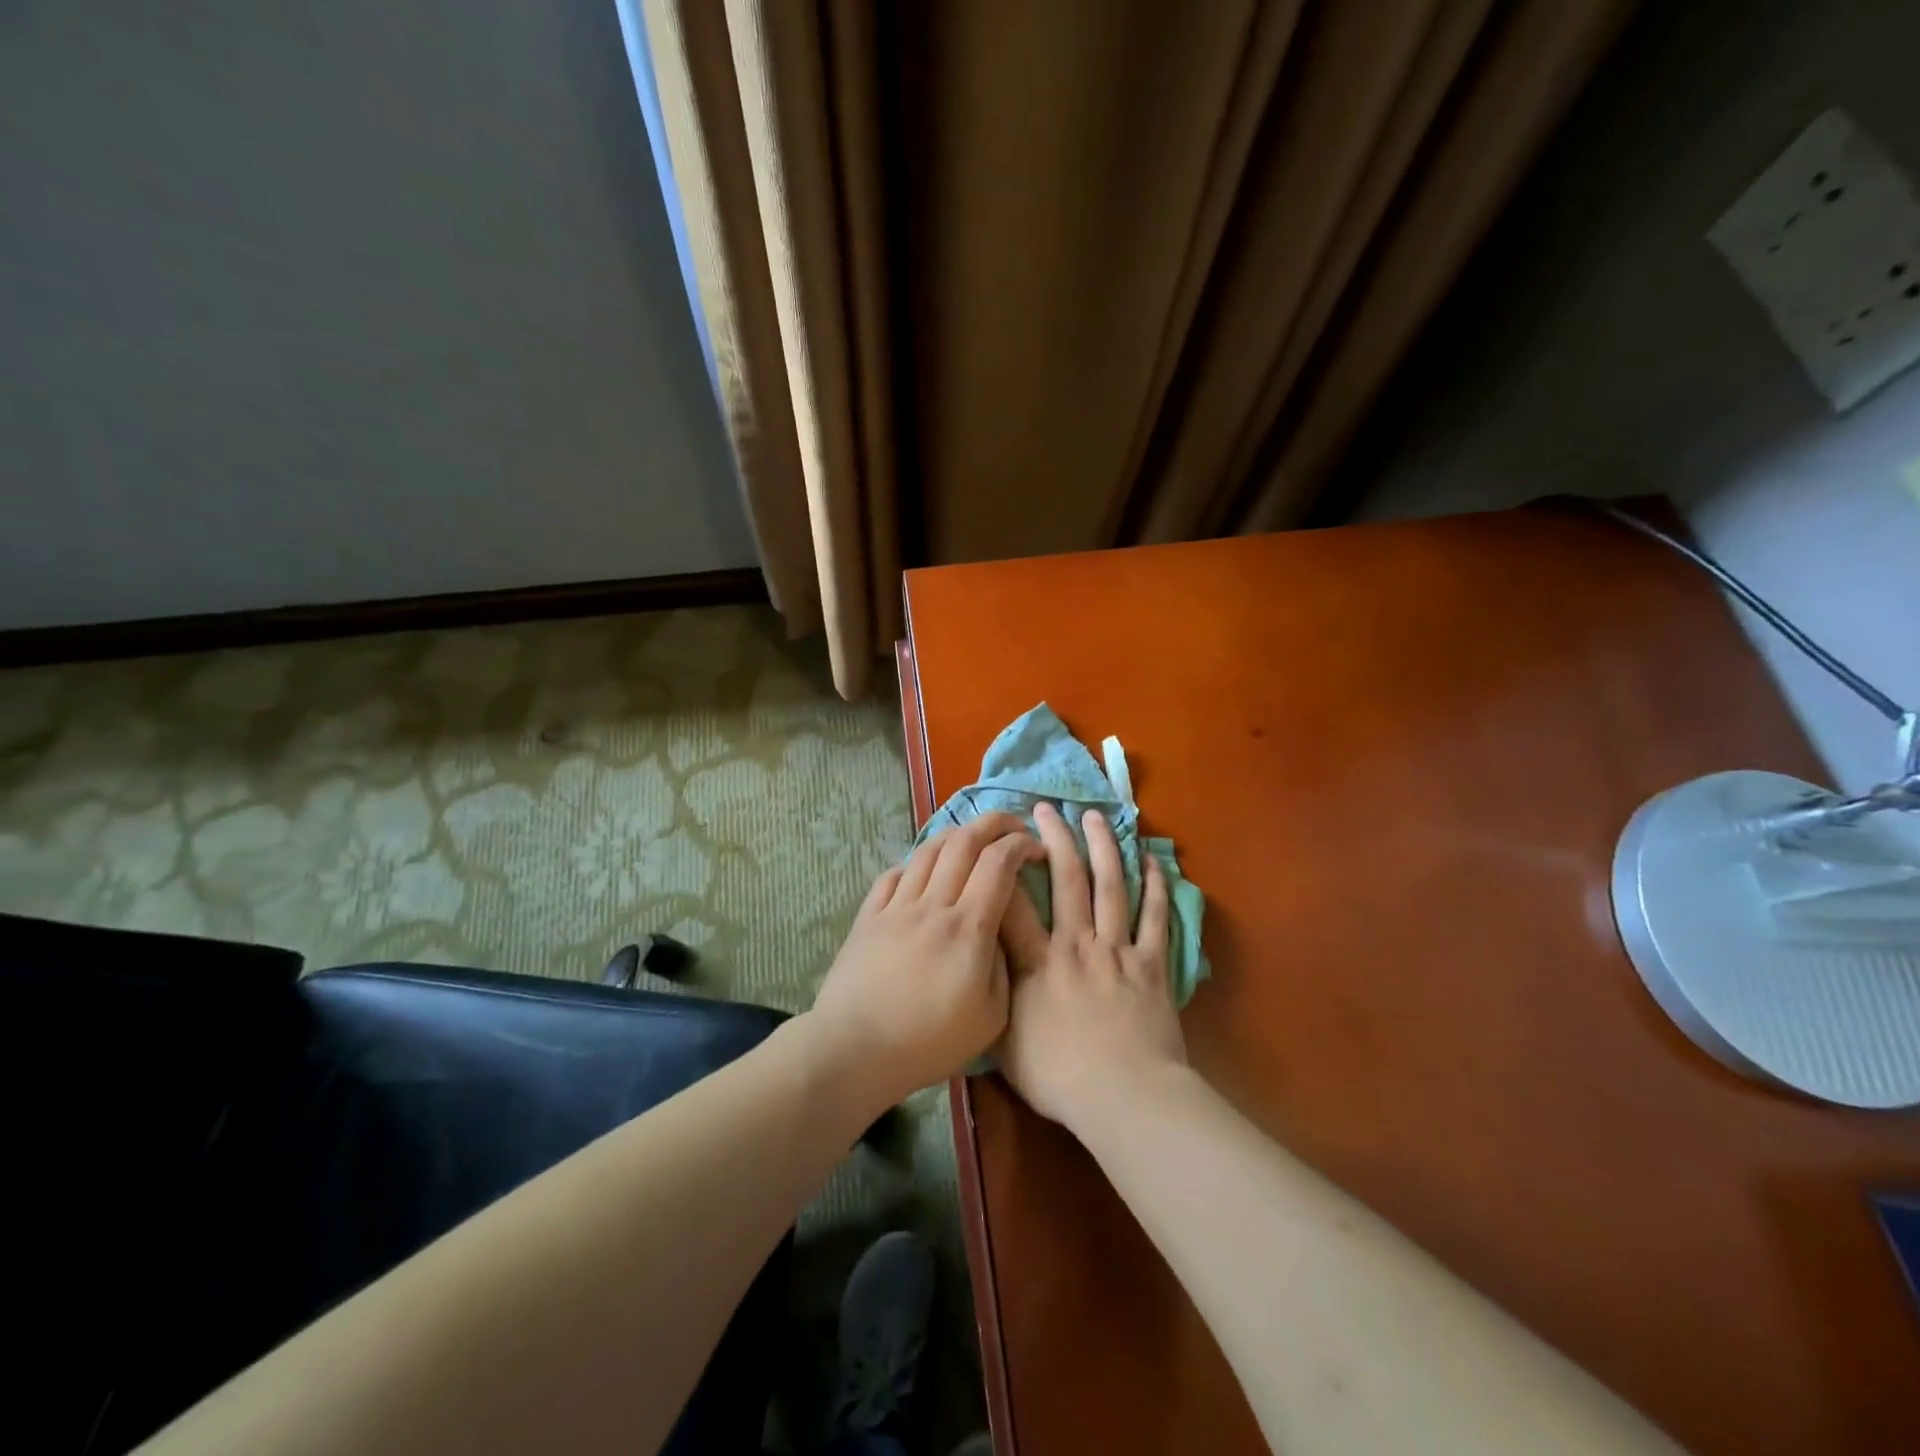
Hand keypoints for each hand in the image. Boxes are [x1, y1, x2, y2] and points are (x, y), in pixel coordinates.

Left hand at [808, 811, 1041, 1110]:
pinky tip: (924, 871)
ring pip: (928, 850)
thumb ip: (1002, 964)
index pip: (998, 863)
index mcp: (968, 928)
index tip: (1035, 848)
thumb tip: (998, 930)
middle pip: (963, 841)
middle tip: (1013, 826)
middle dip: (994, 823)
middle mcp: (932, 905)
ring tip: (972, 839)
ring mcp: (896, 906)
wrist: (856, 1050)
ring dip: (956, 834)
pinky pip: (894, 874)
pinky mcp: (868, 916)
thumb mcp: (990, 1016)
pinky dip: (916, 862)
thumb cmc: (929, 1042)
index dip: (1021, 844)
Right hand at [997, 802, 1188, 1131]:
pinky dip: (1154, 888)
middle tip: (1047, 808)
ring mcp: (1117, 950)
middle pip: (1066, 879)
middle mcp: (1076, 944)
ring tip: (1095, 816)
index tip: (997, 840)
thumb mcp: (1005, 1047)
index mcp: (1038, 963)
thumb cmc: (1060, 1078)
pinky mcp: (1152, 965)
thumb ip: (993, 1003)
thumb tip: (977, 973)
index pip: (1012, 904)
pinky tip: (1151, 861)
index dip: (1002, 868)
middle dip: (1055, 839)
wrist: (1126, 1098)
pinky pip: (1154, 918)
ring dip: (1102, 847)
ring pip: (1110, 886)